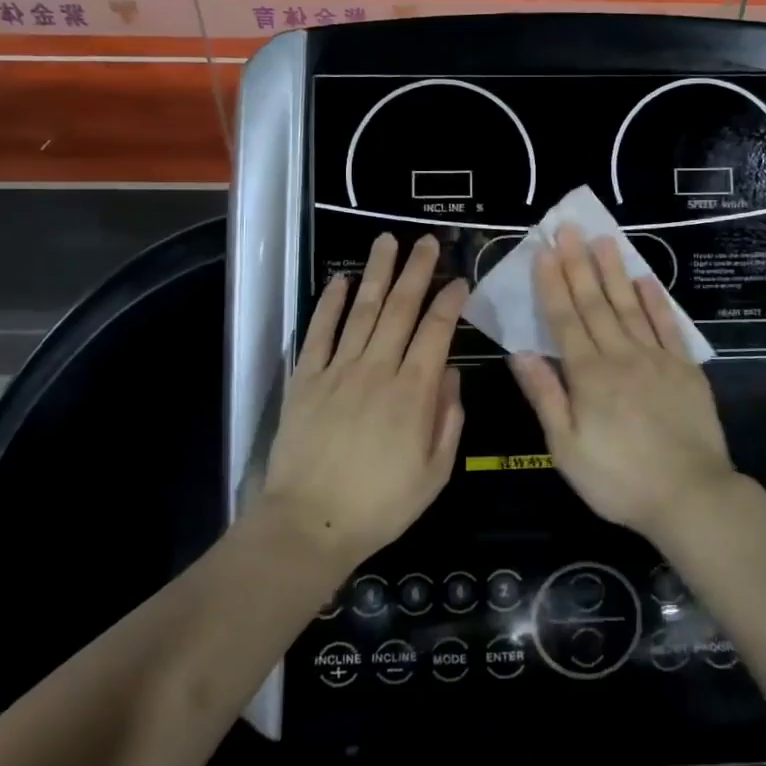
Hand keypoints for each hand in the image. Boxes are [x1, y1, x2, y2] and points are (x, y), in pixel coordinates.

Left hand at [263, 233, 467, 568]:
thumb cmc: (381, 505)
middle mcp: (377, 370)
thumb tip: (450, 373)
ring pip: (362, 311)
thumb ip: (448, 419)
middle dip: (416, 271)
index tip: (460, 279)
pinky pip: (319, 333)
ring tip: (387, 242)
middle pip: (400, 309)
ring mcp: (338, 371)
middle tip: (425, 241)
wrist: (309, 524)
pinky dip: (330, 304)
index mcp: (413, 392)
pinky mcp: (306, 379)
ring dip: (377, 273)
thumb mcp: (435, 473)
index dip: (450, 301)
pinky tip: (341, 280)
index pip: (436, 332)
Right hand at [508, 226, 734, 540]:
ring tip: (605, 239)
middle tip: (570, 228)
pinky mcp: (685, 368)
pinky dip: (656, 301)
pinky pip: (668, 326)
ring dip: (615, 271)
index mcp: (588, 376)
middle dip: (579, 263)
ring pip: (630, 306)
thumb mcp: (567, 449)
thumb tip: (520, 352)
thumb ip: (545, 396)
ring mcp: (657, 358)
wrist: (690, 496)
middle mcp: (621, 356)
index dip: (552, 284)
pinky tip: (646, 280)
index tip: (544, 251)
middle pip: (595, 303)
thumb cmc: (618, 479)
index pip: (564, 320)